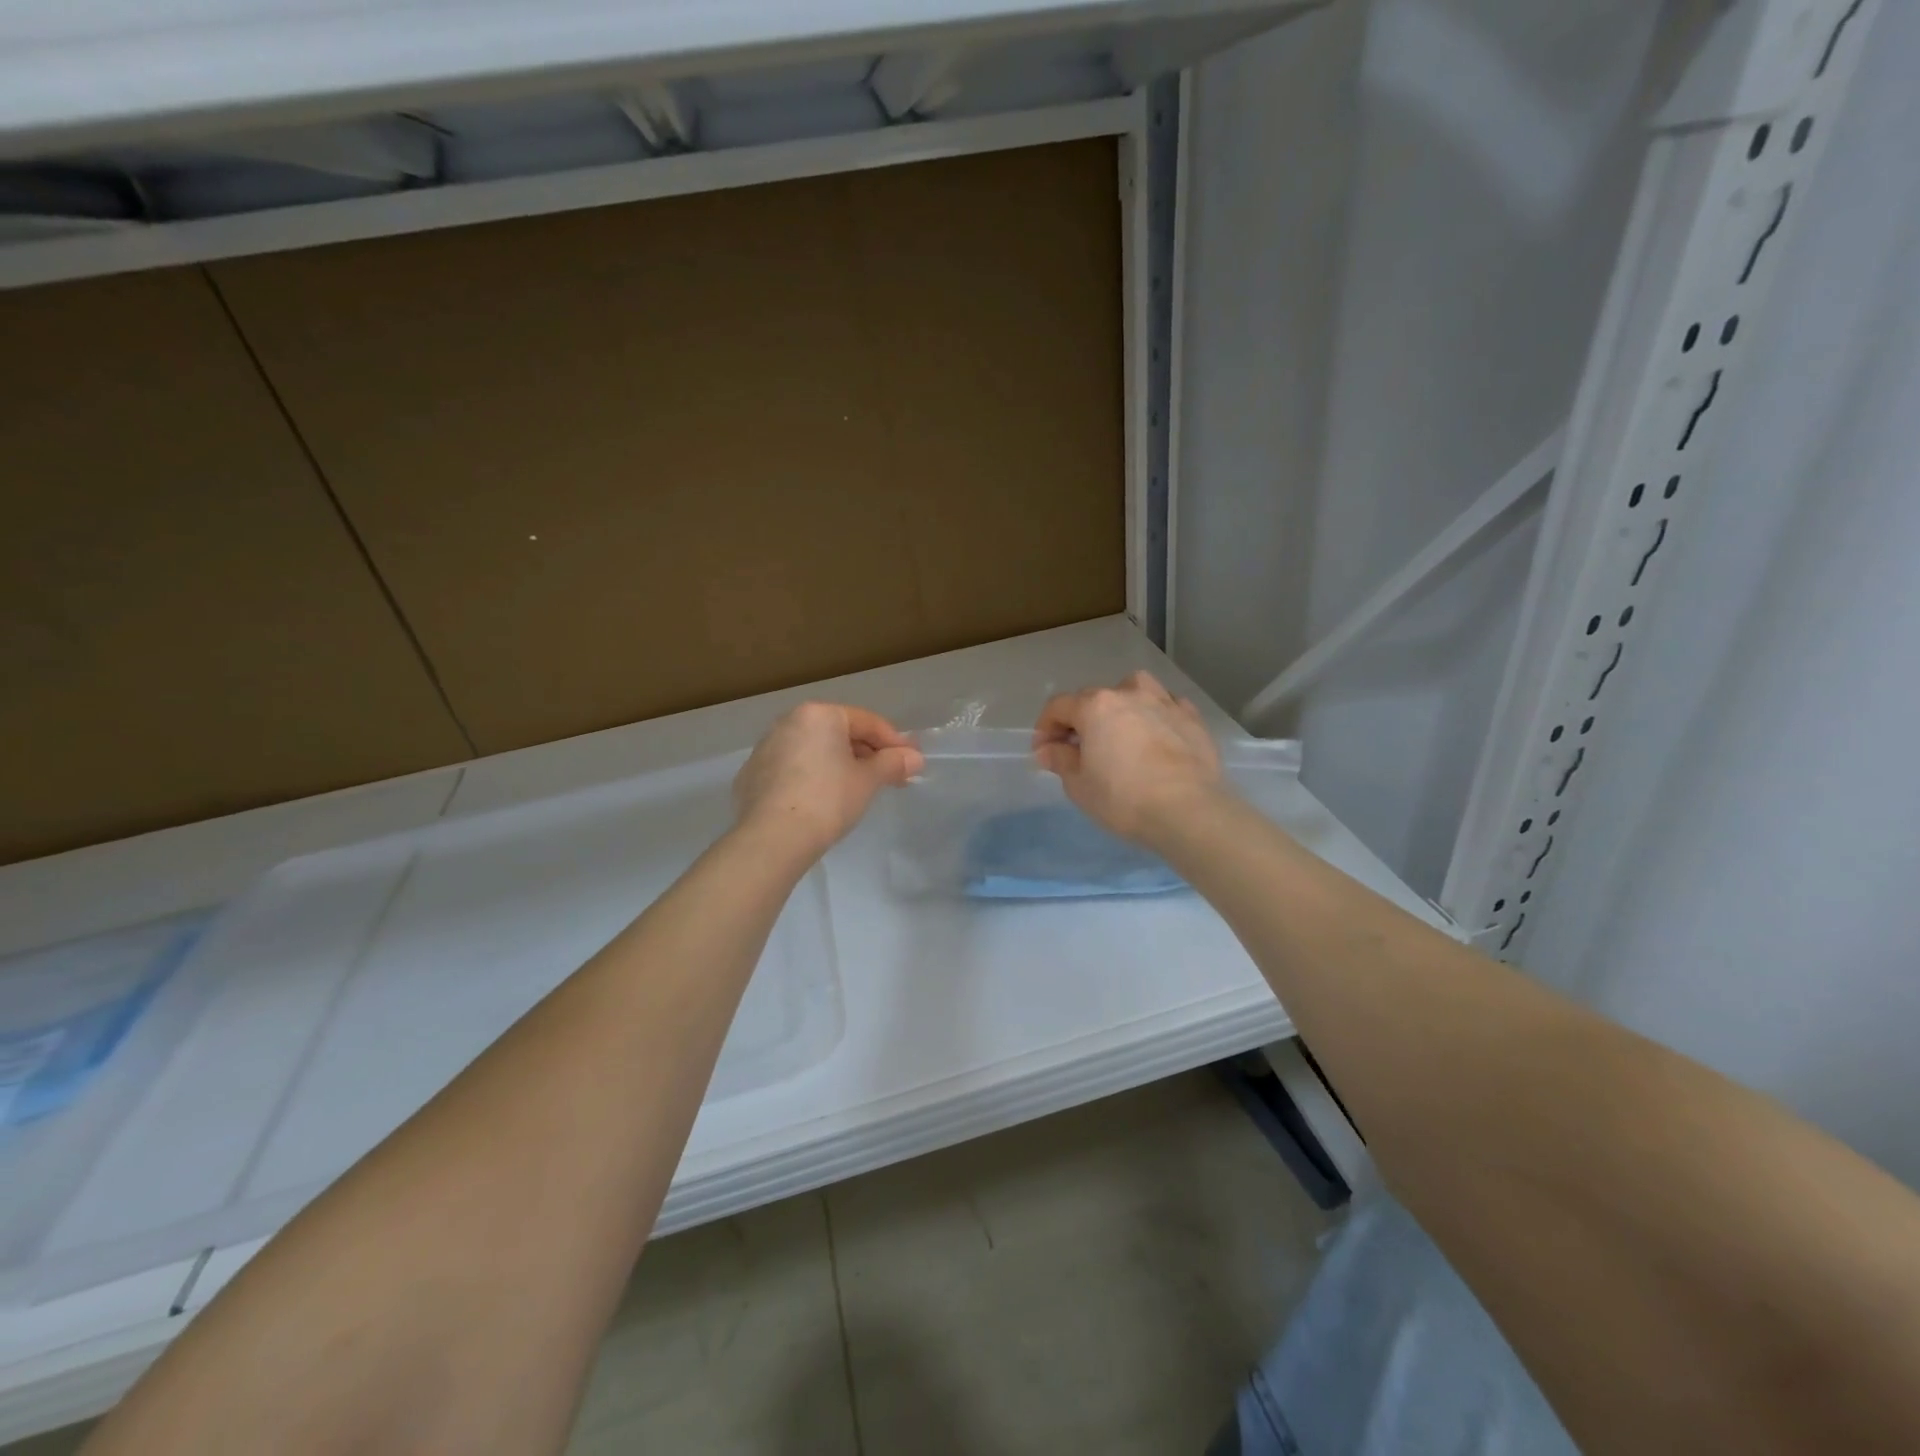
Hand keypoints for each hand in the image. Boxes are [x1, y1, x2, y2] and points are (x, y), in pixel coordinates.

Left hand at [733, 703, 924, 859]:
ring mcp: (765, 748)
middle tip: (889, 776)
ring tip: (857, 789)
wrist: (773, 838)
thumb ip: (893, 763)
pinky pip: (791, 769)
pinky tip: (821, 801)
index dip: (894, 742)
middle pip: (838, 733)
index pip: (866, 722)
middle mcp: (788, 722)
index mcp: (819, 715)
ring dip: (838, 764)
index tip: (912, 761)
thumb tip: (915, 758)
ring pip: (813, 750)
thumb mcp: (868, 780)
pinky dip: (811, 778)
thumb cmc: (828, 799)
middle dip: (866, 753)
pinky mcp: (751, 775)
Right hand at [1033, 671, 1223, 842]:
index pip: (1059, 706)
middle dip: (1081, 719)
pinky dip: (1156, 715)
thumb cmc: (1123, 798)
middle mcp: (1129, 694)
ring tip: (1121, 729)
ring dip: (1121, 705)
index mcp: (1095, 706)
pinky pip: (1167, 706)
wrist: (1188, 810)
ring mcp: (1164, 702)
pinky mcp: (1192, 718)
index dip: (1045, 727)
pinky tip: (1156, 734)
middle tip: (1079, 748)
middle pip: (1095, 698)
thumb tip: (1046, 749)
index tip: (1044, 751)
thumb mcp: (1079, 785)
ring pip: (1135, 690)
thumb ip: (1060, 760)